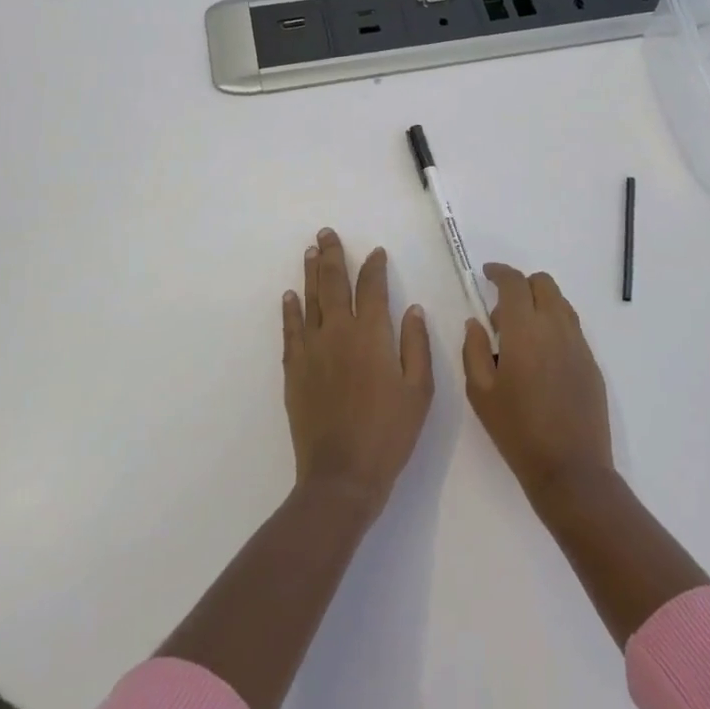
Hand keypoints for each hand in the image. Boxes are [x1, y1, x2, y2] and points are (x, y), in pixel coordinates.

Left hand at [283, 228, 434, 510]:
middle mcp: (339, 332)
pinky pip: (291, 330)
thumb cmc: (389, 433)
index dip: (374, 266)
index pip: (373, 287)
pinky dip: (291, 310)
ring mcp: (312, 349)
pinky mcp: (294, 369)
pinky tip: (290, 296)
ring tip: (310, 251)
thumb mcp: (419, 390)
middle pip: (335, 283)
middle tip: (327, 233)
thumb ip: (416, 345)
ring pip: (311, 300)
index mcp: (373, 335)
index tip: (376, 252)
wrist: (342, 475)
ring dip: (311, 273)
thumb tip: (412, 309)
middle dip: (332, 255)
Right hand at [462, 264, 613, 508]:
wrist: (571, 469)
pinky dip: (554, 325)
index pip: (514, 282)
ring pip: (560, 303)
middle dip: (521, 285)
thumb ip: (473, 350)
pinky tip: (541, 358)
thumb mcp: (480, 392)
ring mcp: (578, 343)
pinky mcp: (591, 362)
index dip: (499, 272)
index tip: (486, 274)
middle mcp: (555, 327)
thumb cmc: (517, 431)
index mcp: (525, 330)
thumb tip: (476, 323)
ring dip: (539, 304)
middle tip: (502, 314)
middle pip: (543, 283)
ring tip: (521, 337)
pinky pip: (571, 327)